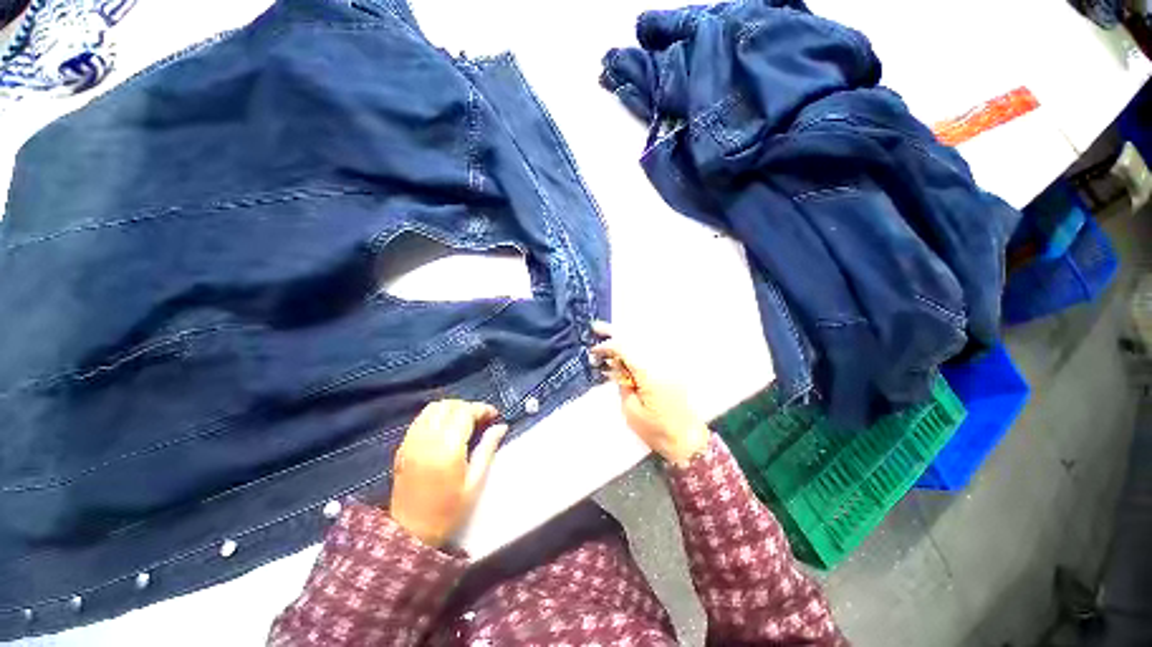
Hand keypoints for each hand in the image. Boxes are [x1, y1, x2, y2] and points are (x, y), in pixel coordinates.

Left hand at [390, 400, 507, 547]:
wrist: (409, 532)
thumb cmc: (448, 510)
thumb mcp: (475, 482)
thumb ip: (487, 449)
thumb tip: (501, 426)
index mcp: (447, 448)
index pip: (465, 412)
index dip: (482, 409)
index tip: (494, 416)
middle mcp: (427, 439)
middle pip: (449, 405)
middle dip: (468, 407)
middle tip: (481, 419)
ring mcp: (412, 441)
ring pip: (433, 408)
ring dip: (452, 408)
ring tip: (464, 421)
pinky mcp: (403, 446)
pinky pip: (421, 418)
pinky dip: (437, 415)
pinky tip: (445, 428)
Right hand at [591, 321, 710, 465]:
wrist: (688, 441)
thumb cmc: (657, 431)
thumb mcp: (631, 411)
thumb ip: (622, 385)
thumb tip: (617, 368)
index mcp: (649, 374)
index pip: (625, 350)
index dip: (607, 346)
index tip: (594, 350)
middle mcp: (660, 364)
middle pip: (635, 341)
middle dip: (615, 334)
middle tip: (597, 327)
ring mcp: (667, 367)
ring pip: (642, 346)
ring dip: (624, 345)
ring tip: (607, 346)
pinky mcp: (670, 372)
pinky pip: (648, 357)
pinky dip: (634, 355)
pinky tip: (623, 360)